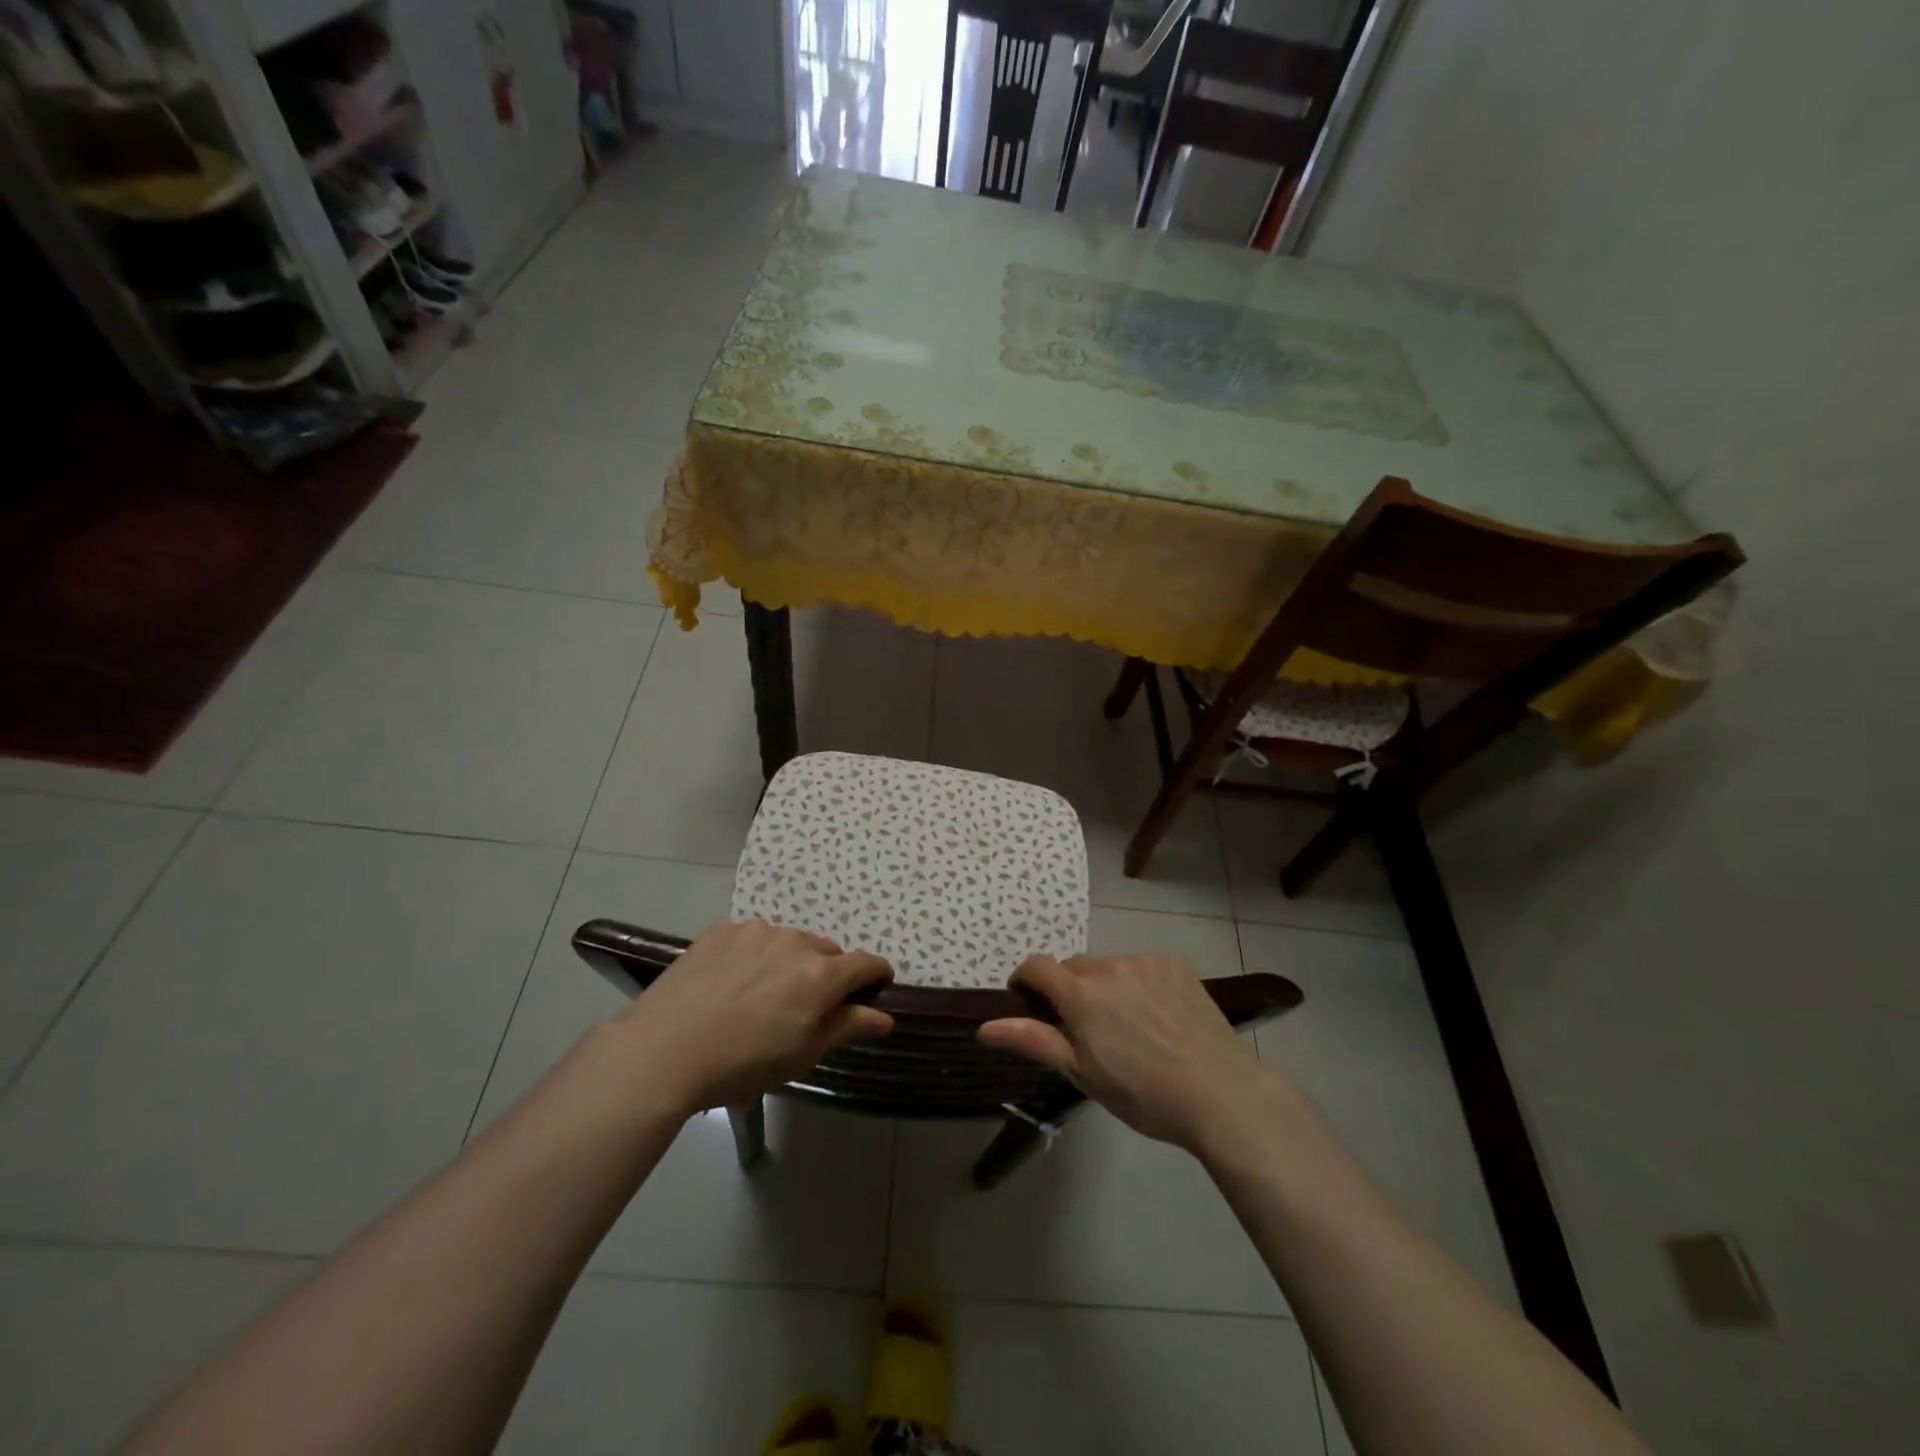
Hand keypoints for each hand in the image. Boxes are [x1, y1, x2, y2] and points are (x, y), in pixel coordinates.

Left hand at [613, 921, 893, 1113]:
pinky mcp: (722, 930)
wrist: (664, 1050)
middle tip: (805, 1005)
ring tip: (762, 994)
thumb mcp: (802, 1055)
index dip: (876, 975)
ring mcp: (756, 931)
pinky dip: (754, 955)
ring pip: (789, 942)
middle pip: (826, 951)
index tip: (875, 987)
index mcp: (821, 976)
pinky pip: (753, 938)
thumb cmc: (741, 1064)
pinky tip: (731, 983)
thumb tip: (884, 1016)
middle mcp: (795, 942)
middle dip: (826, 973)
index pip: (865, 963)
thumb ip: (847, 1027)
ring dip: (789, 961)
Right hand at [979, 953, 1268, 1150]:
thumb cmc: (1143, 1093)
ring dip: (1105, 987)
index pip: (1036, 966)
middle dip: (1068, 991)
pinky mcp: (1175, 965)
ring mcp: (1145, 962)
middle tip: (1083, 1030)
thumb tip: (985, 1026)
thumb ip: (1034, 1040)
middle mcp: (1109, 966)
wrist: (1220, 1093)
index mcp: (1081, 993)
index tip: (1027, 1004)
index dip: (1024, 981)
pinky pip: (1141, 968)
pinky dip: (1137, 985)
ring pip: (1109, 967)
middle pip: (1073, 968)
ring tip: (1126, 1027)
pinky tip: (1157, 1017)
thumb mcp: (1082, 1073)